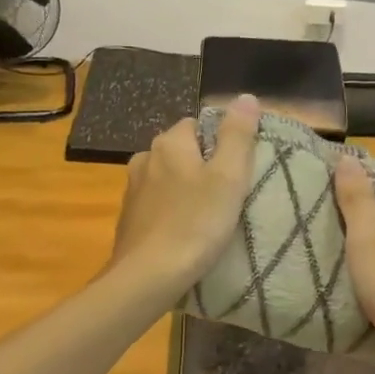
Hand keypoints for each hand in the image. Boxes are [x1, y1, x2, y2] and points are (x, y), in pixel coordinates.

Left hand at [109, 95, 259, 298]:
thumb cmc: (195, 223)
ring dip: (185, 189)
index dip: (220, 142)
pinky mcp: (128, 219)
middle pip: (181, 151)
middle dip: (202, 166)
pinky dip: (170, 210)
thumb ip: (238, 135)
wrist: (148, 276)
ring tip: (207, 215)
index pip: (198, 124)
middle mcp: (145, 158)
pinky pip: (156, 204)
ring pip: (167, 178)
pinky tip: (184, 231)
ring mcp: (132, 190)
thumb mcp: (228, 177)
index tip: (238, 168)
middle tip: (228, 193)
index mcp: (169, 143)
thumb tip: (246, 97)